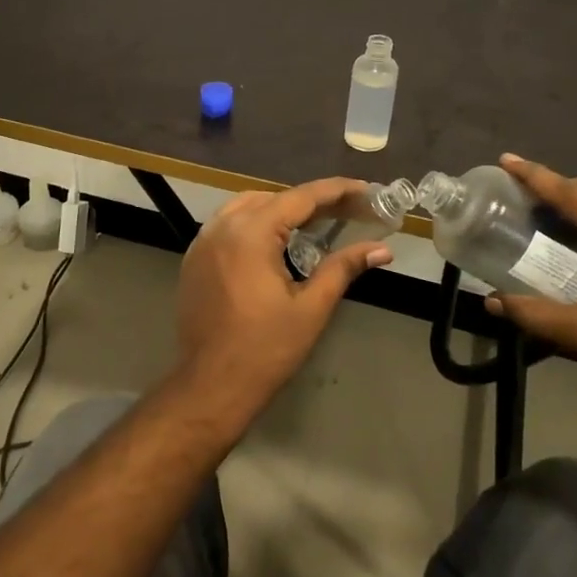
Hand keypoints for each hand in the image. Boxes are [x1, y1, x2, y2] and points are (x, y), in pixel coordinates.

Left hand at [176, 178, 393, 409]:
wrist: (210, 386)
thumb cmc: (265, 349)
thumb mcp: (311, 308)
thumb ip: (343, 268)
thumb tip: (382, 249)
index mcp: (251, 233)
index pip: (301, 198)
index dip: (337, 191)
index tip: (366, 190)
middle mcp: (222, 227)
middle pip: (273, 198)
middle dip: (311, 202)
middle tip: (348, 212)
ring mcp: (202, 242)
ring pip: (247, 207)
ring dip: (282, 210)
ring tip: (316, 223)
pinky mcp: (194, 260)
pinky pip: (228, 226)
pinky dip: (255, 224)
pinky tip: (276, 243)